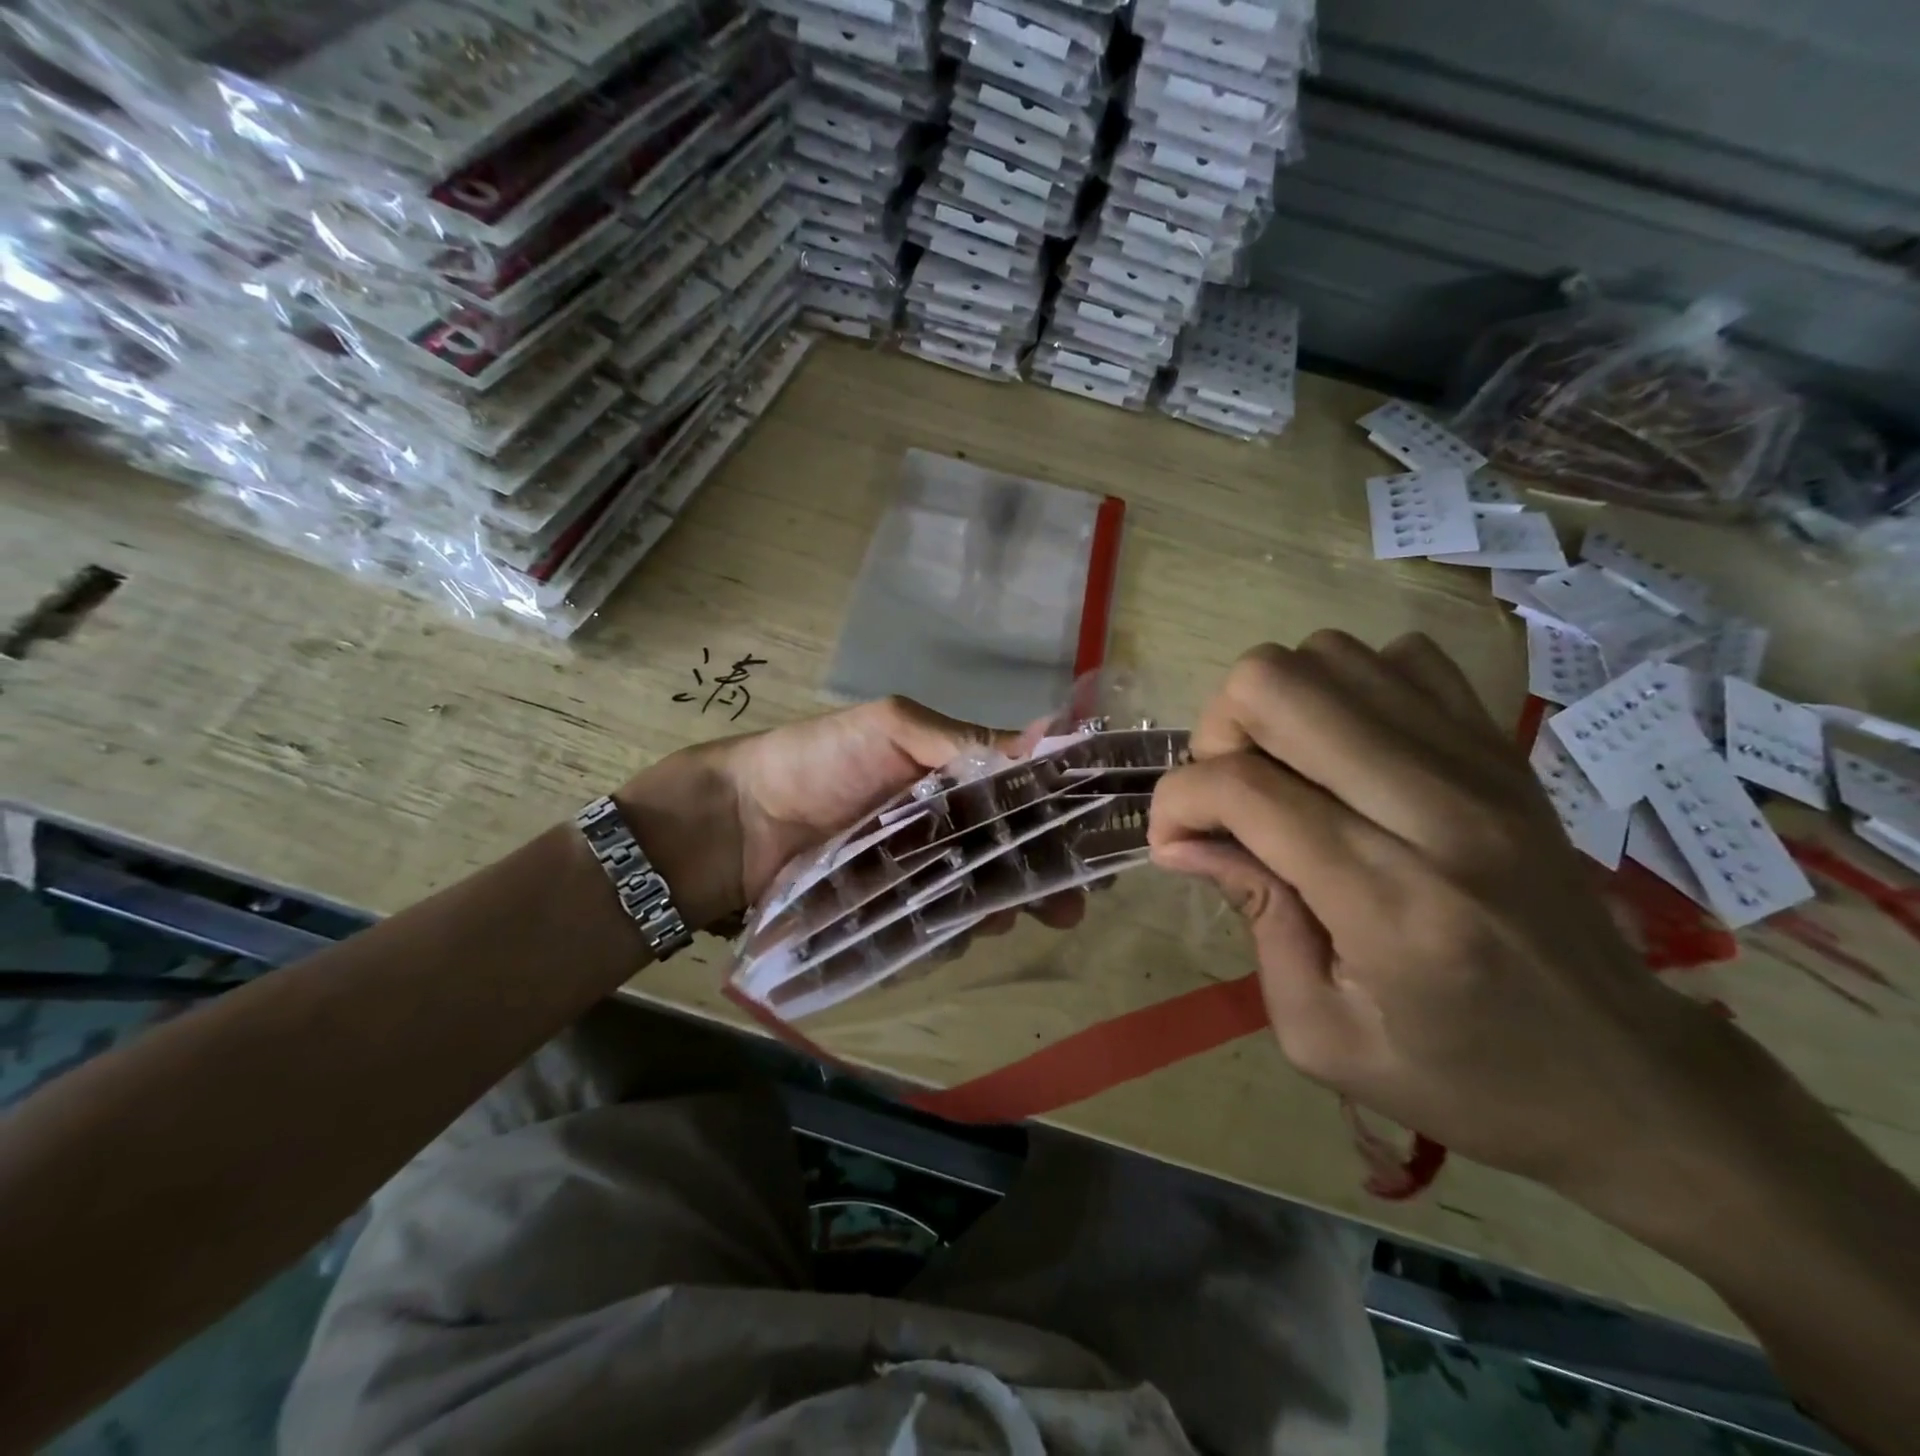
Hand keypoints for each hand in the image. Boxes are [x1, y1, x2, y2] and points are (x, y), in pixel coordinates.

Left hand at [617, 696, 1082, 937]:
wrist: (739, 823)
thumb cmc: (818, 761)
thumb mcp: (892, 728)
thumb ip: (963, 741)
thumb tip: (1050, 738)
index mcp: (953, 777)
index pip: (1024, 795)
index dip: (1059, 817)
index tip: (1092, 844)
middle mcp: (945, 826)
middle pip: (1011, 854)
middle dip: (1043, 878)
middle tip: (1065, 905)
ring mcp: (920, 875)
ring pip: (981, 897)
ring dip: (1000, 908)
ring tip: (1001, 915)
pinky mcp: (893, 915)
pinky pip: (938, 930)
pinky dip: (953, 934)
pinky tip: (954, 935)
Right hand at [1147, 632, 1737, 1194]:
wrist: (1629, 1078)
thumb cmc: (1461, 1077)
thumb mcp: (1320, 1031)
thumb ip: (1251, 916)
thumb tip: (1182, 838)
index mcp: (1391, 902)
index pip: (1245, 788)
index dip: (1178, 801)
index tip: (1173, 842)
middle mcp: (1439, 810)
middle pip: (1278, 686)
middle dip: (1219, 732)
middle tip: (1228, 796)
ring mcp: (1480, 764)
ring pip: (1329, 655)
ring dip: (1277, 708)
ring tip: (1283, 774)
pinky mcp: (1502, 748)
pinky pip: (1399, 659)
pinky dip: (1347, 690)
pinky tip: (1346, 753)